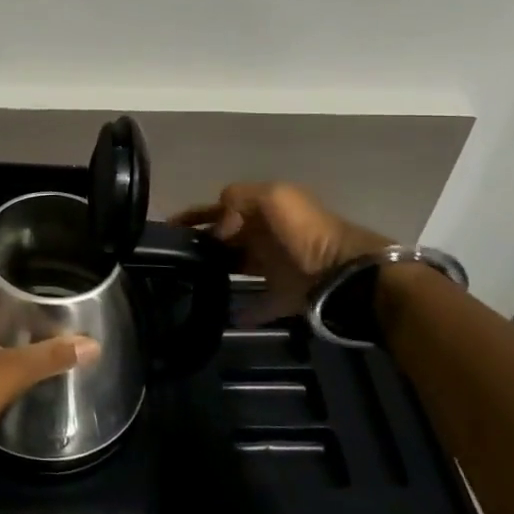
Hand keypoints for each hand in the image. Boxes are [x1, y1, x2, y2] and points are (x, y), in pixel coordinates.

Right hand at [173, 182, 388, 321]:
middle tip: (172, 258)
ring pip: (239, 265)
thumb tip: (217, 229)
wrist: (346, 274)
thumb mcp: (272, 197)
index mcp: (263, 208)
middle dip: (203, 243)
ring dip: (218, 271)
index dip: (195, 215)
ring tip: (189, 282)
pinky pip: (259, 304)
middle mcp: (267, 234)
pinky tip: (225, 316)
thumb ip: (237, 200)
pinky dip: (245, 311)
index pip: (221, 207)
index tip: (167, 229)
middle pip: (227, 237)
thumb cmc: (305, 231)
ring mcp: (276, 266)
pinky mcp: (285, 296)